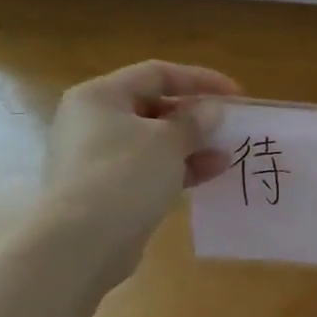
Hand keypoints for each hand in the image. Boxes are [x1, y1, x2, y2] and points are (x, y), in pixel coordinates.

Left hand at [40, 59, 241, 283]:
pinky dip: (178, 168)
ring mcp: (97, 157)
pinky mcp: (106, 189)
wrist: (80, 242)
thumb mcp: (168, 141)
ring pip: (154, 141)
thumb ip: (194, 122)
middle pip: (154, 107)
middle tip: (229, 126)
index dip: (200, 79)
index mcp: (100, 96)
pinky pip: (149, 169)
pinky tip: (209, 174)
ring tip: (227, 154)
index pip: (157, 74)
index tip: (235, 96)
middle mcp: (93, 121)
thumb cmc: (123, 176)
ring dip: (192, 145)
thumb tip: (212, 111)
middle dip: (195, 116)